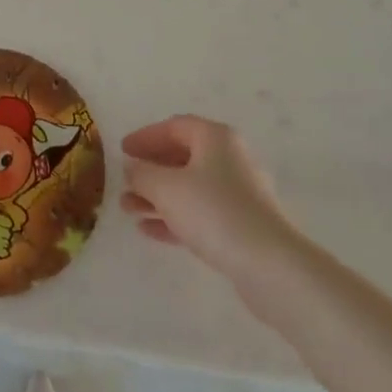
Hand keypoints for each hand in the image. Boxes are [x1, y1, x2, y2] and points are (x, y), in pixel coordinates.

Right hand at [121, 115, 294, 278]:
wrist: (269, 264)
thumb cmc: (213, 211)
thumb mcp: (166, 187)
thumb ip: (142, 173)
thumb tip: (132, 167)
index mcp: (216, 139)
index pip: (175, 127)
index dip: (146, 136)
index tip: (122, 150)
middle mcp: (230, 159)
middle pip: (182, 157)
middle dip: (150, 170)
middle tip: (124, 181)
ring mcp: (238, 194)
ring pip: (189, 188)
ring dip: (157, 196)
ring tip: (127, 209)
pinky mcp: (241, 225)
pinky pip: (200, 213)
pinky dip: (173, 217)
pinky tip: (148, 230)